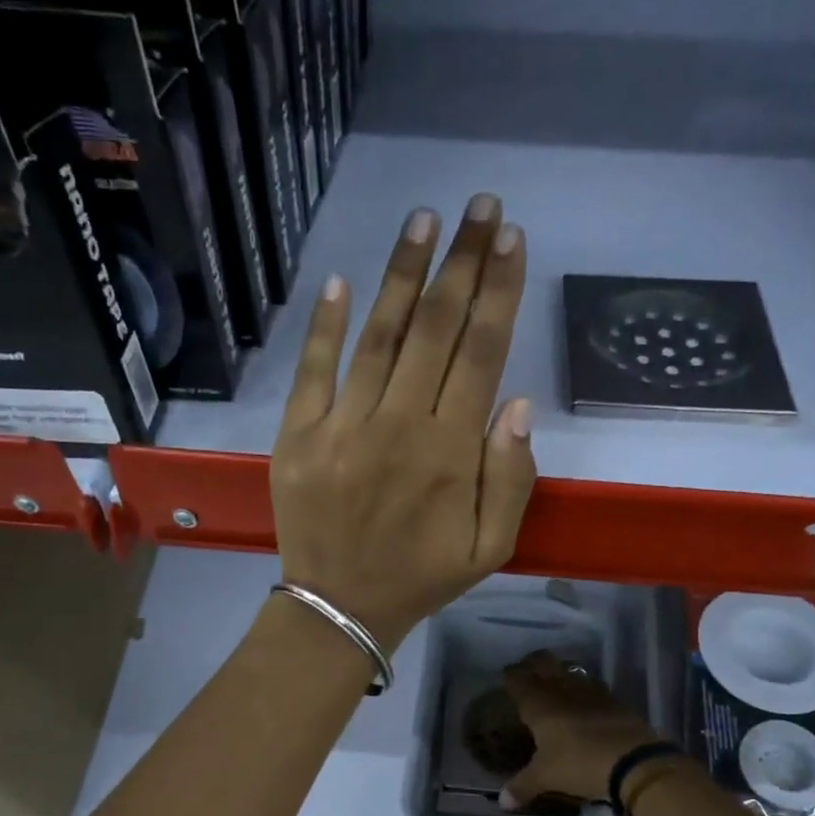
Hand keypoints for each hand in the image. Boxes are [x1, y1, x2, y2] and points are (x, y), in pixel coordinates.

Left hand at [271, 195, 535, 650]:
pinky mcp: (298, 435)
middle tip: (479, 206)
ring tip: (424, 220)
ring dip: (403, 274)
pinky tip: (340, 279)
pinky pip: (313, 370)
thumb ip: (510, 478)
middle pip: (435, 329)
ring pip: (379, 336)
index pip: (480, 353)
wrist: (339, 608)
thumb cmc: (421, 577)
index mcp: (450, 452)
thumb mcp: (489, 547)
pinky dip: (325, 324)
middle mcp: (398, 426)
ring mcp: (342, 426)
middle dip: (461, 262)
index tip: (511, 240)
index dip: (498, 292)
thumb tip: (516, 402)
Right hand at [499, 651, 665, 807]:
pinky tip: (584, 702)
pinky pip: (592, 685)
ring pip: (570, 669)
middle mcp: (561, 689)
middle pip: (544, 661)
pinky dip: (583, 689)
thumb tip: (502, 802)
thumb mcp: (546, 777)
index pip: (517, 678)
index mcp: (539, 703)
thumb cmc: (579, 763)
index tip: (505, 677)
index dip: (510, 675)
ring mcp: (590, 691)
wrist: (633, 761)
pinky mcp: (613, 699)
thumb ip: (522, 786)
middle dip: (533, 663)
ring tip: (555, 684)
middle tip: (528, 673)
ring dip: (560, 672)